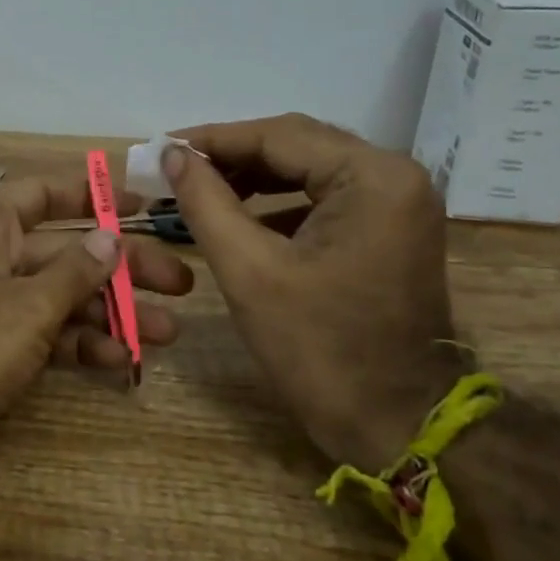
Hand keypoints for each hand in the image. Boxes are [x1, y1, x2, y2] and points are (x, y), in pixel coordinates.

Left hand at [0, 177, 195, 509]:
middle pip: (65, 250)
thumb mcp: (24, 308)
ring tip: (167, 331)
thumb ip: (75, 272)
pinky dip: (83, 346)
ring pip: (62, 297)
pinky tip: (123, 360)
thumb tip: (111, 237)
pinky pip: (48, 337)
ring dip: (112, 312)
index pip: (46, 193)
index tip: (147, 204)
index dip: (96, 195)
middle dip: (121, 267)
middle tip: (181, 283)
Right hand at [165, 114, 460, 469]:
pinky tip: (237, 216)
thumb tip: (171, 154)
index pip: (279, 136)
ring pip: (308, 169)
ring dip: (252, 178)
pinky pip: (324, 197)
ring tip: (196, 190)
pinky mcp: (389, 228)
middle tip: (173, 168)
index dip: (213, 139)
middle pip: (297, 145)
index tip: (161, 148)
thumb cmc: (320, 349)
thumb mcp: (249, 271)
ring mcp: (396, 203)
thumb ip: (206, 202)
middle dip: (232, 156)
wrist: (398, 423)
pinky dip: (278, 202)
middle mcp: (393, 176)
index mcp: (371, 178)